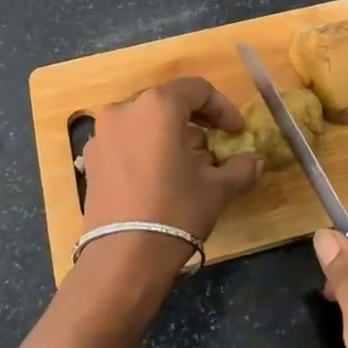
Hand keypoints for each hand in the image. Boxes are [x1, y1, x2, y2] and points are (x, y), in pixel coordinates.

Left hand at [79, 77, 263, 275]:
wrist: (123, 257)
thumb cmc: (176, 211)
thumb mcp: (217, 189)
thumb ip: (240, 168)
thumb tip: (257, 161)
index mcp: (157, 106)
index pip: (196, 90)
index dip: (222, 108)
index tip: (236, 131)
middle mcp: (124, 110)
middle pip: (166, 102)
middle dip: (194, 120)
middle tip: (214, 143)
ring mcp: (102, 134)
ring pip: (143, 121)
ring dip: (168, 134)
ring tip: (187, 162)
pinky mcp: (90, 159)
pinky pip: (124, 141)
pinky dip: (145, 148)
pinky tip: (159, 176)